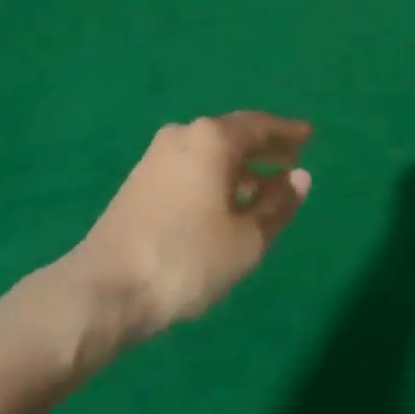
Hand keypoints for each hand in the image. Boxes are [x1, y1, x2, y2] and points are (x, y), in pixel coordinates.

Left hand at [68, 112, 312, 351]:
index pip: (259, 125)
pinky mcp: (141, 181)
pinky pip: (192, 167)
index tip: (309, 136)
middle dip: (266, 147)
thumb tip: (300, 177)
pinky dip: (217, 177)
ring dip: (242, 167)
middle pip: (234, 134)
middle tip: (294, 158)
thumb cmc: (186, 259)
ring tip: (267, 189)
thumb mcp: (246, 240)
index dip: (287, 132)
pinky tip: (226, 204)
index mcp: (213, 139)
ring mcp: (158, 156)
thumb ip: (278, 206)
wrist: (104, 288)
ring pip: (211, 153)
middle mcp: (185, 135)